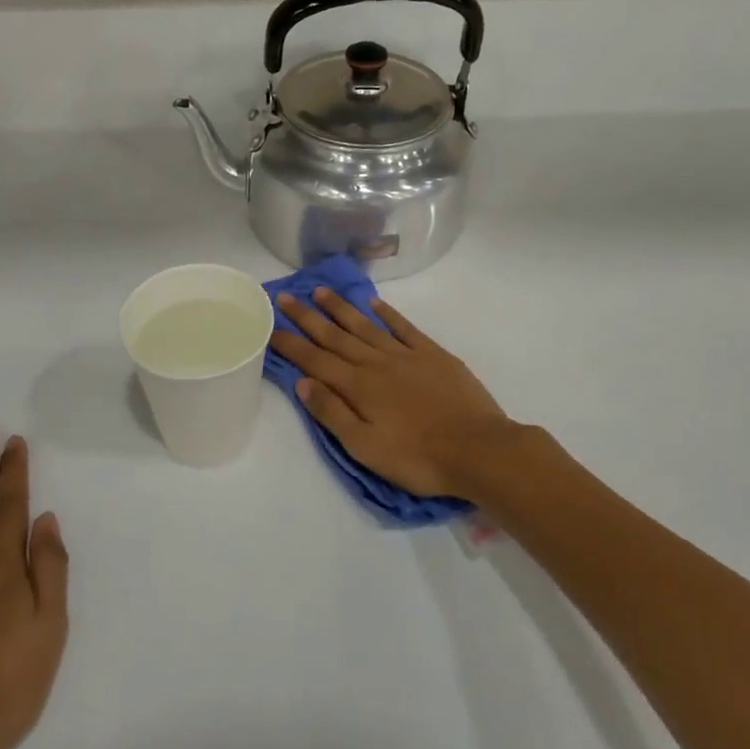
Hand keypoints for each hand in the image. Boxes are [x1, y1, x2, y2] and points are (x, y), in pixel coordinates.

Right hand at [271, 289, 513, 500]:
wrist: (478, 449)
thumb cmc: (417, 457)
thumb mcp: (365, 447)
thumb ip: (332, 413)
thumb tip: (303, 382)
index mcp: (358, 387)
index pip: (315, 361)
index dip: (291, 344)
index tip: (270, 325)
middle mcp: (377, 363)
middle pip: (336, 337)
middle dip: (308, 317)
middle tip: (287, 297)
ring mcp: (406, 355)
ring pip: (366, 326)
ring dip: (341, 309)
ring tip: (321, 291)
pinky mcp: (433, 355)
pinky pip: (404, 328)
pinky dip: (387, 314)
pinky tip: (374, 304)